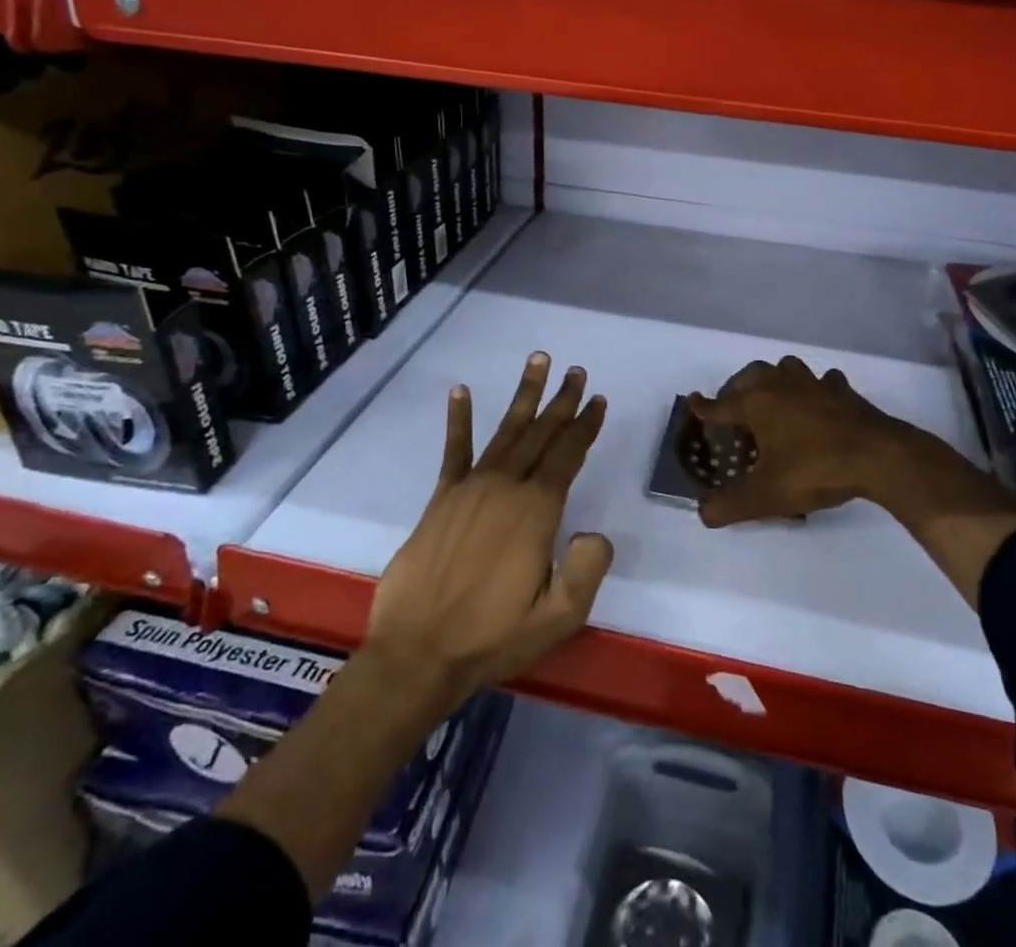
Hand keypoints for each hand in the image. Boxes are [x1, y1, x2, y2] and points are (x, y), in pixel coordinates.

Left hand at [366, 353, 612, 708]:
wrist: (417, 654)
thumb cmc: (492, 638)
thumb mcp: (557, 618)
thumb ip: (586, 570)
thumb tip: (595, 532)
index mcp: (536, 511)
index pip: (568, 456)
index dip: (585, 426)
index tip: (598, 400)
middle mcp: (506, 487)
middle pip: (541, 433)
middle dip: (562, 401)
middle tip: (577, 371)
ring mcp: (470, 488)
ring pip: (506, 431)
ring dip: (524, 395)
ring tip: (538, 361)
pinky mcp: (441, 498)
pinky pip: (454, 450)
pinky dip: (459, 419)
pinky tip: (461, 391)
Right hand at [691, 355, 1015, 606]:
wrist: (878, 456)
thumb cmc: (815, 469)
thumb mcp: (767, 495)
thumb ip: (731, 505)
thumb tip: (702, 513)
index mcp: (757, 402)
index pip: (720, 405)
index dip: (704, 408)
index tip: (692, 402)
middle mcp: (781, 384)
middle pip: (750, 377)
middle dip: (736, 390)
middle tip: (732, 410)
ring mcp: (814, 383)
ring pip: (786, 369)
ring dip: (774, 380)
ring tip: (772, 400)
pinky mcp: (842, 391)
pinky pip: (821, 382)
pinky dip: (814, 389)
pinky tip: (818, 403)